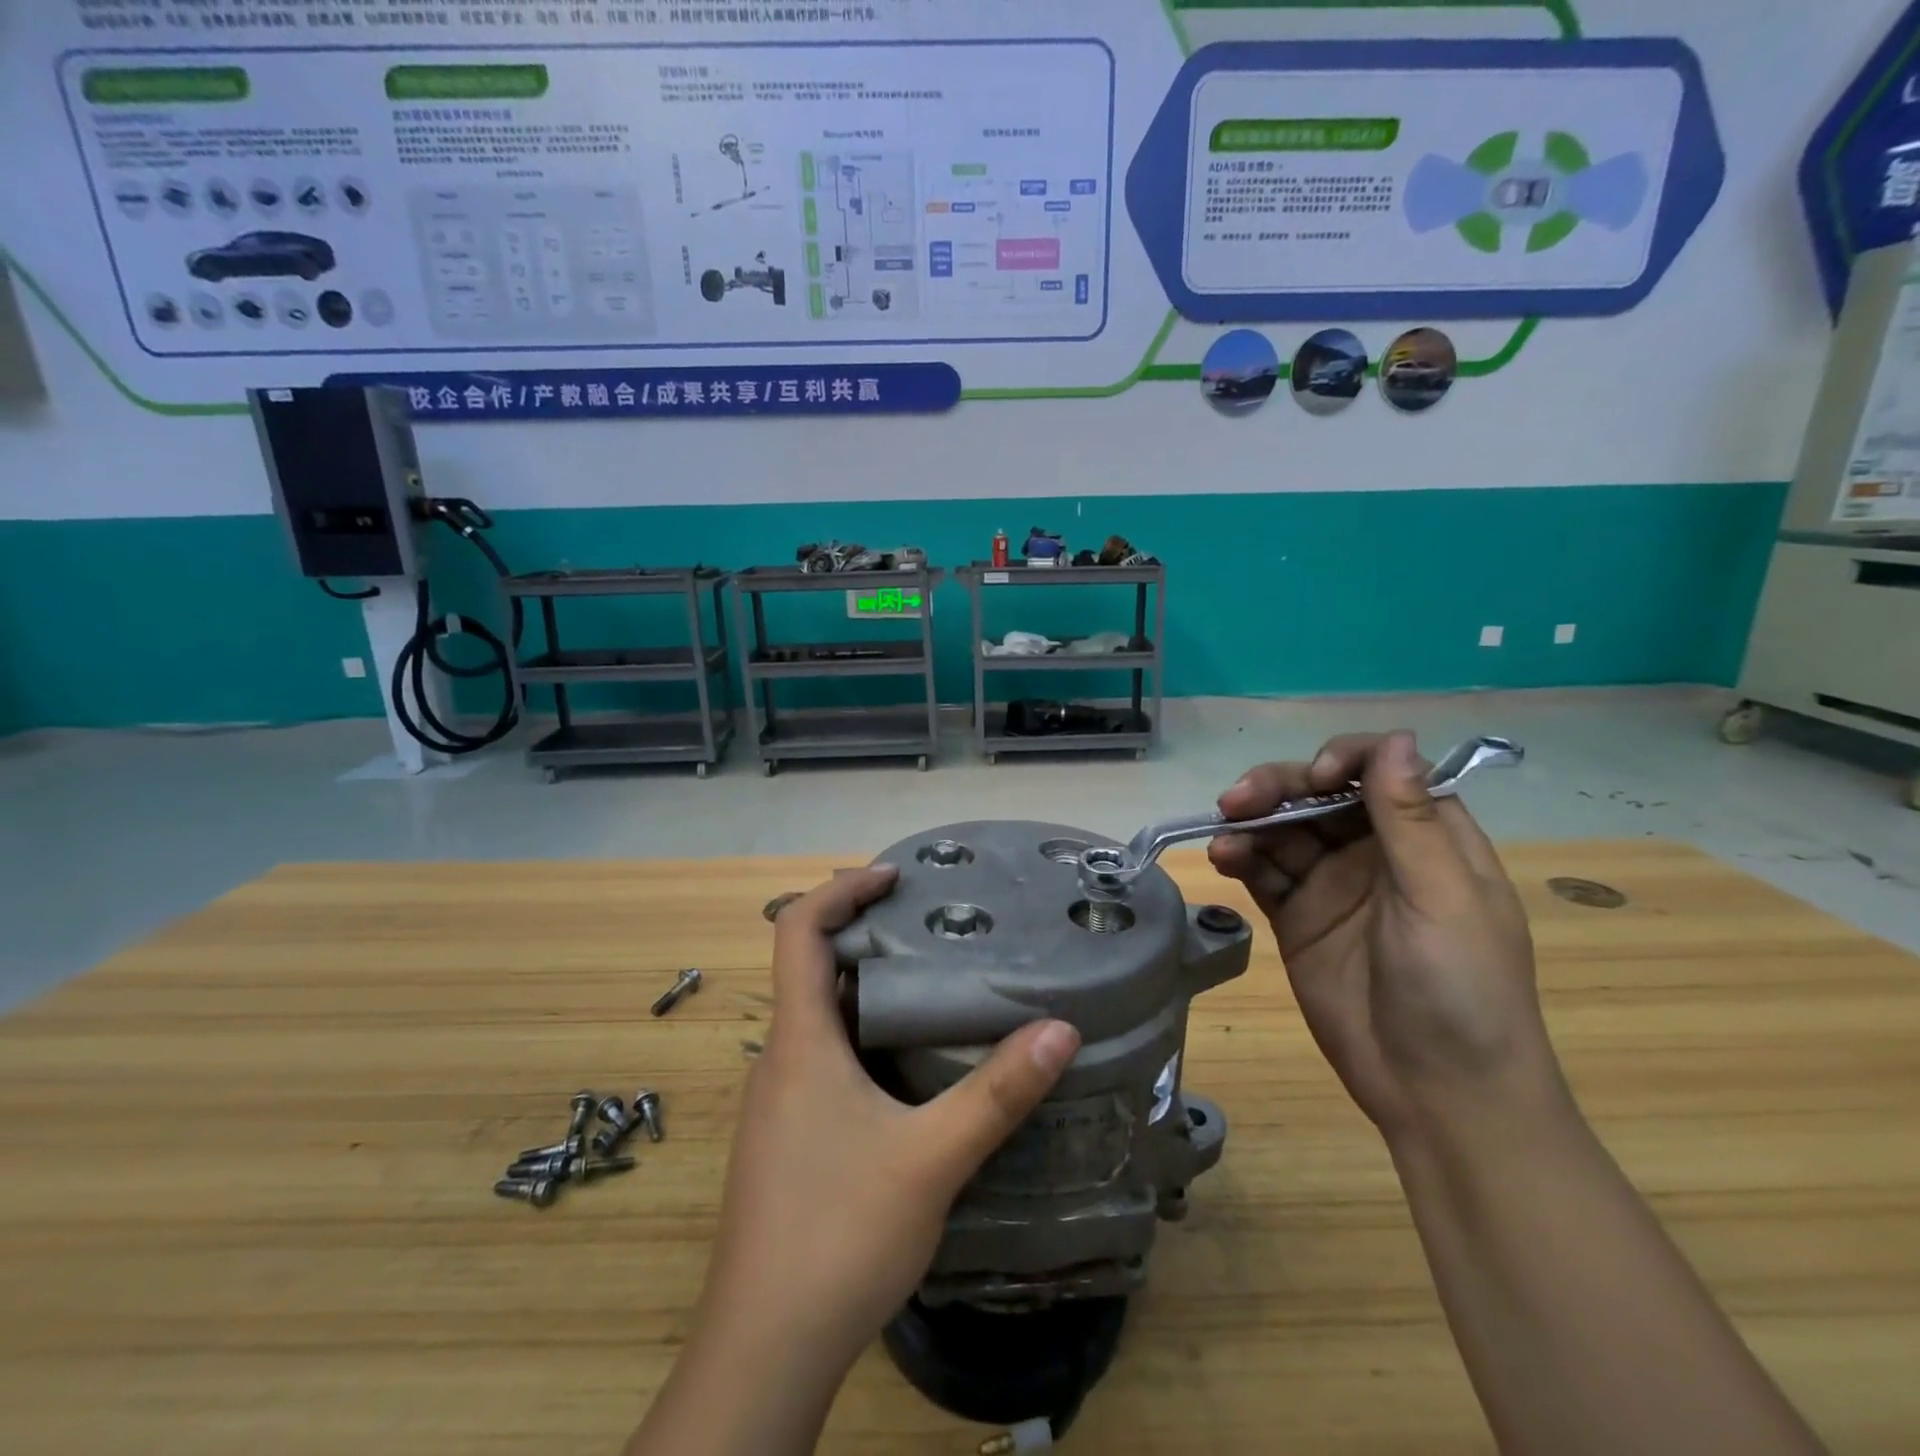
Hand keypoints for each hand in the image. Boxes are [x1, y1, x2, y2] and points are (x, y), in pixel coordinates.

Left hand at [671, 867, 1078, 1414]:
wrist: (764, 1350)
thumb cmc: (838, 1234)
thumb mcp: (931, 1159)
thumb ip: (998, 1094)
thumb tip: (1062, 1030)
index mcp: (799, 1041)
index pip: (798, 931)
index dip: (841, 889)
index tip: (893, 877)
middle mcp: (781, 1059)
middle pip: (811, 967)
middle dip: (866, 934)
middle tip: (931, 925)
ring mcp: (780, 1101)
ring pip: (821, 1017)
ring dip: (868, 988)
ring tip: (935, 982)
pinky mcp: (789, 1138)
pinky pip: (824, 1058)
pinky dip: (865, 1035)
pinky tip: (911, 1064)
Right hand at [1208, 731, 1554, 1137]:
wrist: (1438, 1094)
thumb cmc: (1461, 990)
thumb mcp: (1441, 899)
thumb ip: (1410, 820)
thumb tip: (1393, 737)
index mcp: (1427, 839)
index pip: (1380, 772)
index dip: (1343, 761)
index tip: (1313, 780)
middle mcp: (1376, 852)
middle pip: (1318, 795)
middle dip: (1277, 788)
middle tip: (1235, 801)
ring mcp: (1332, 885)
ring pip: (1283, 830)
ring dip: (1250, 824)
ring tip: (1224, 842)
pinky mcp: (1297, 918)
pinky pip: (1263, 873)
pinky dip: (1241, 859)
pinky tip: (1223, 860)